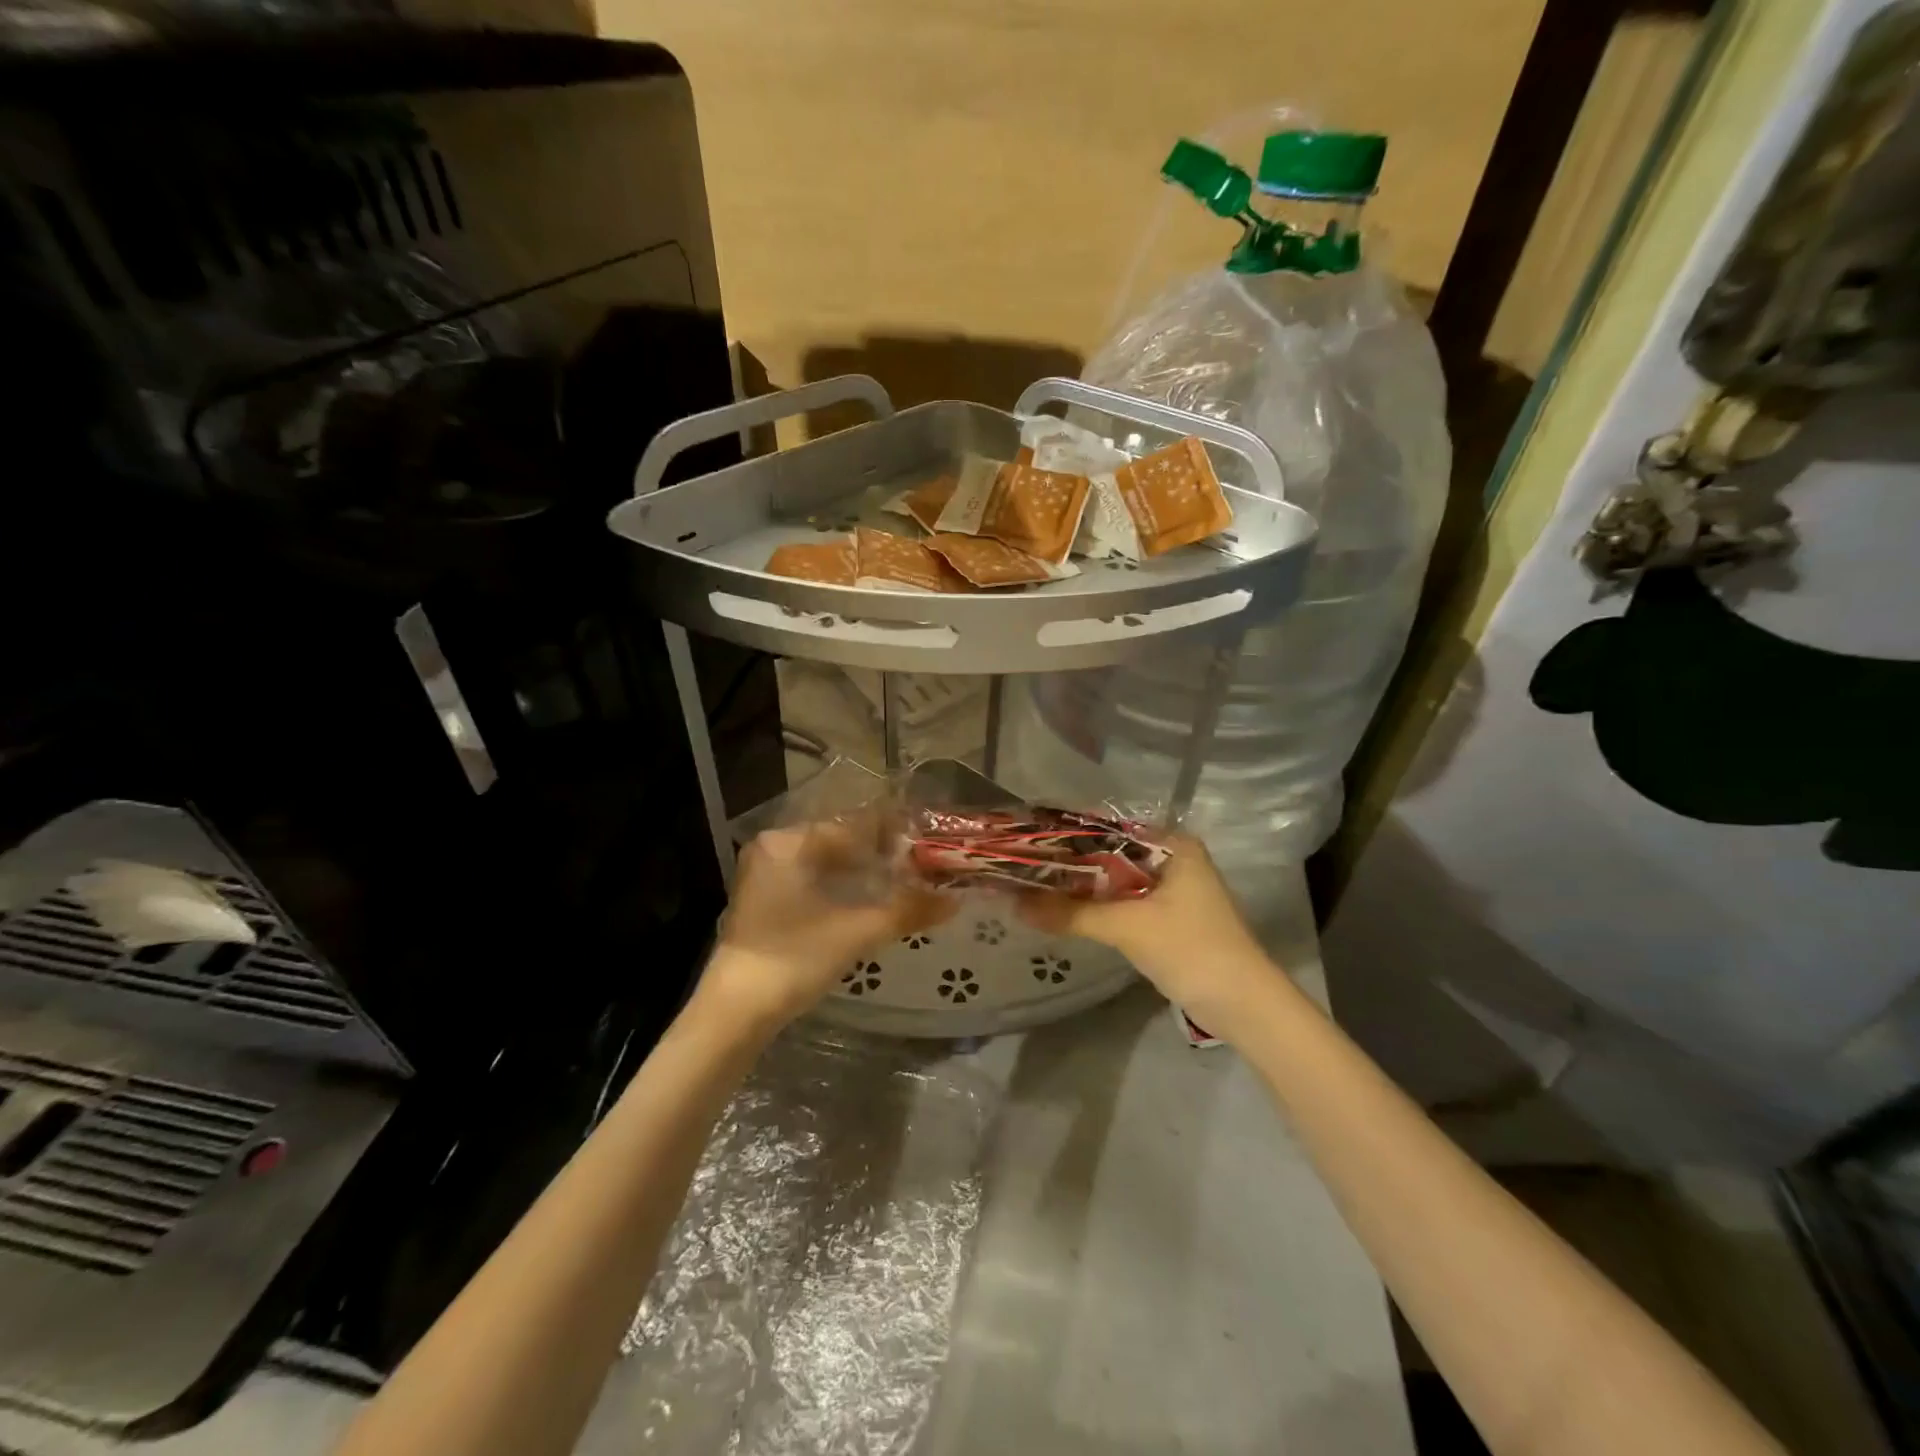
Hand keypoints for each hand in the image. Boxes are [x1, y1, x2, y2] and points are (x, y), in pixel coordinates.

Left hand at [699, 821, 953, 1030]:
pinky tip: (868, 903)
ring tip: (903, 884)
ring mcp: (765, 878)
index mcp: (788, 842)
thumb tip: (954, 900)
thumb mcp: (857, 932)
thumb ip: (907, 910)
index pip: (853, 825)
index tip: (928, 842)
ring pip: (826, 864)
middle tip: (922, 867)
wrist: (735, 1014)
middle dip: (881, 855)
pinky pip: (812, 882)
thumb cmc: (794, 959)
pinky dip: (842, 889)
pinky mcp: (765, 904)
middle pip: (840, 842)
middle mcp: (773, 849)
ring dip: (863, 874)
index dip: (894, 833)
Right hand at [1019, 833, 1281, 1031]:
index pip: (1108, 829)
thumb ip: (1070, 913)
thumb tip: (1012, 903)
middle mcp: (1174, 859)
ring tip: (1033, 885)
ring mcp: (1173, 890)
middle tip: (1023, 865)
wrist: (1244, 1005)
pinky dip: (1098, 907)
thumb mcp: (1127, 927)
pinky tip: (1064, 910)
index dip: (1068, 836)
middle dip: (1071, 865)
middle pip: (1110, 855)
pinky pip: (1124, 903)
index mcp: (1173, 845)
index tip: (1027, 840)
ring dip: (1082, 888)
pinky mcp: (1169, 918)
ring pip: (1115, 881)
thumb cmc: (1191, 949)